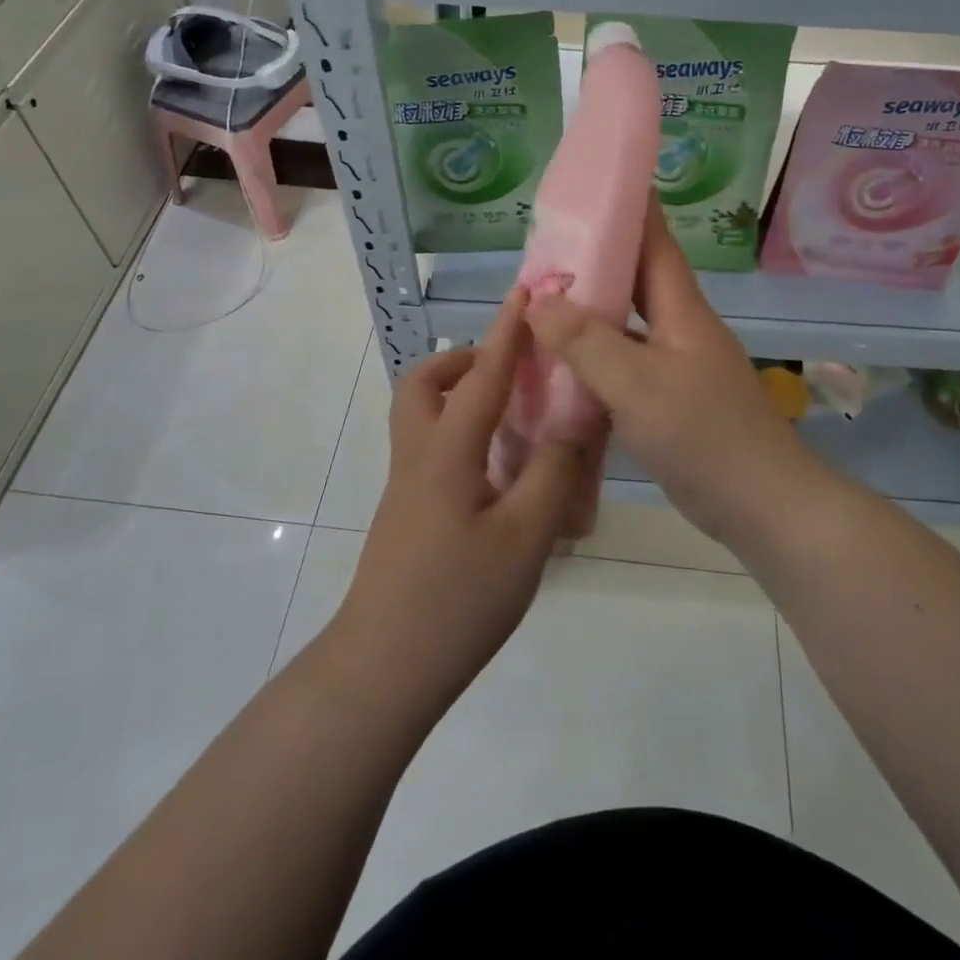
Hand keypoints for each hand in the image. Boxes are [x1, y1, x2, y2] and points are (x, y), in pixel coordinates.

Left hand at [329, 292, 588, 720]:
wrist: (383, 669)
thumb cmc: (457, 600)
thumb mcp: (525, 537)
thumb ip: (554, 472)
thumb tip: (576, 421)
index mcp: (447, 451)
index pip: (483, 376)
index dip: (507, 332)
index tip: (525, 291)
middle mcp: (419, 456)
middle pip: (425, 385)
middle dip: (464, 362)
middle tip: (511, 372)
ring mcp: (407, 487)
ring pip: (423, 418)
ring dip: (461, 397)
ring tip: (513, 418)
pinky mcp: (408, 514)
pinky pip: (433, 450)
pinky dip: (464, 436)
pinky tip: (501, 473)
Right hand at [523, 199, 814, 545]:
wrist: (762, 505)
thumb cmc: (704, 435)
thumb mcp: (637, 385)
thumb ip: (585, 341)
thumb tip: (536, 298)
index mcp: (681, 309)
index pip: (655, 240)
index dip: (629, 206)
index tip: (593, 181)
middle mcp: (680, 326)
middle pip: (636, 278)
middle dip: (594, 258)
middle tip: (544, 248)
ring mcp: (677, 363)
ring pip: (627, 322)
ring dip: (590, 309)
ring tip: (542, 301)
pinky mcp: (671, 397)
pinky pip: (625, 361)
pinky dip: (594, 356)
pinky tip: (562, 364)